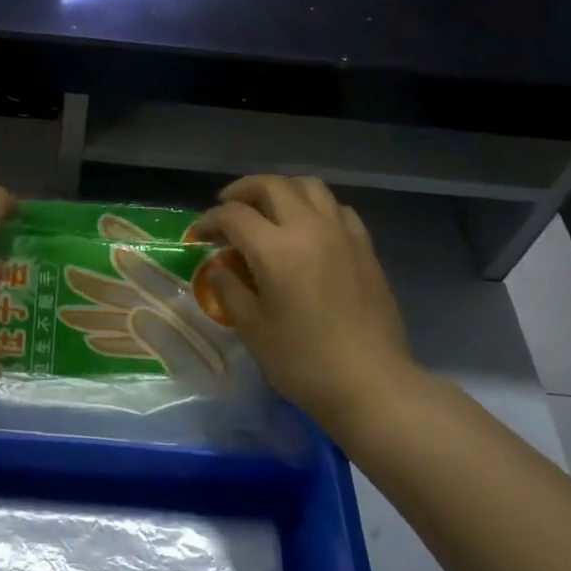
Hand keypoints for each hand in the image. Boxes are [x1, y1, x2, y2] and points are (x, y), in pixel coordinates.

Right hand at [192, 175, 421, 438]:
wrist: (371, 384)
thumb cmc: (304, 361)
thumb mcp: (253, 329)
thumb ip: (230, 290)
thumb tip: (219, 268)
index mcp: (275, 249)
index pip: (234, 215)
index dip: (210, 220)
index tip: (199, 236)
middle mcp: (309, 228)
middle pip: (272, 185)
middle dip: (243, 190)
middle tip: (228, 207)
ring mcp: (341, 234)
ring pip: (309, 186)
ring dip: (281, 189)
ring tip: (268, 208)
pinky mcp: (364, 247)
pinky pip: (336, 208)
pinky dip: (315, 206)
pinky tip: (308, 228)